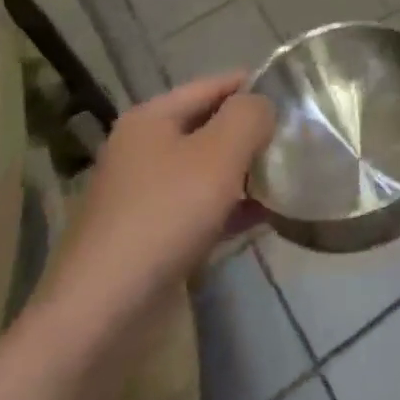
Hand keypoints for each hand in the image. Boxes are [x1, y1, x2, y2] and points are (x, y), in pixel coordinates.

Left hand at [44, 72, 273, 333]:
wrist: (102, 314)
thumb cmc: (165, 216)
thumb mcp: (219, 153)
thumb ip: (249, 116)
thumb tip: (262, 105)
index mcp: (151, 118)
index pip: (212, 85)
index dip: (253, 85)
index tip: (295, 96)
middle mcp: (142, 150)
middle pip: (208, 127)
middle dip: (251, 133)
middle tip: (297, 139)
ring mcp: (143, 196)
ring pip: (206, 171)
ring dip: (244, 173)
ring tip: (290, 176)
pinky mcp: (149, 238)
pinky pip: (199, 209)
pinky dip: (230, 209)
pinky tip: (265, 217)